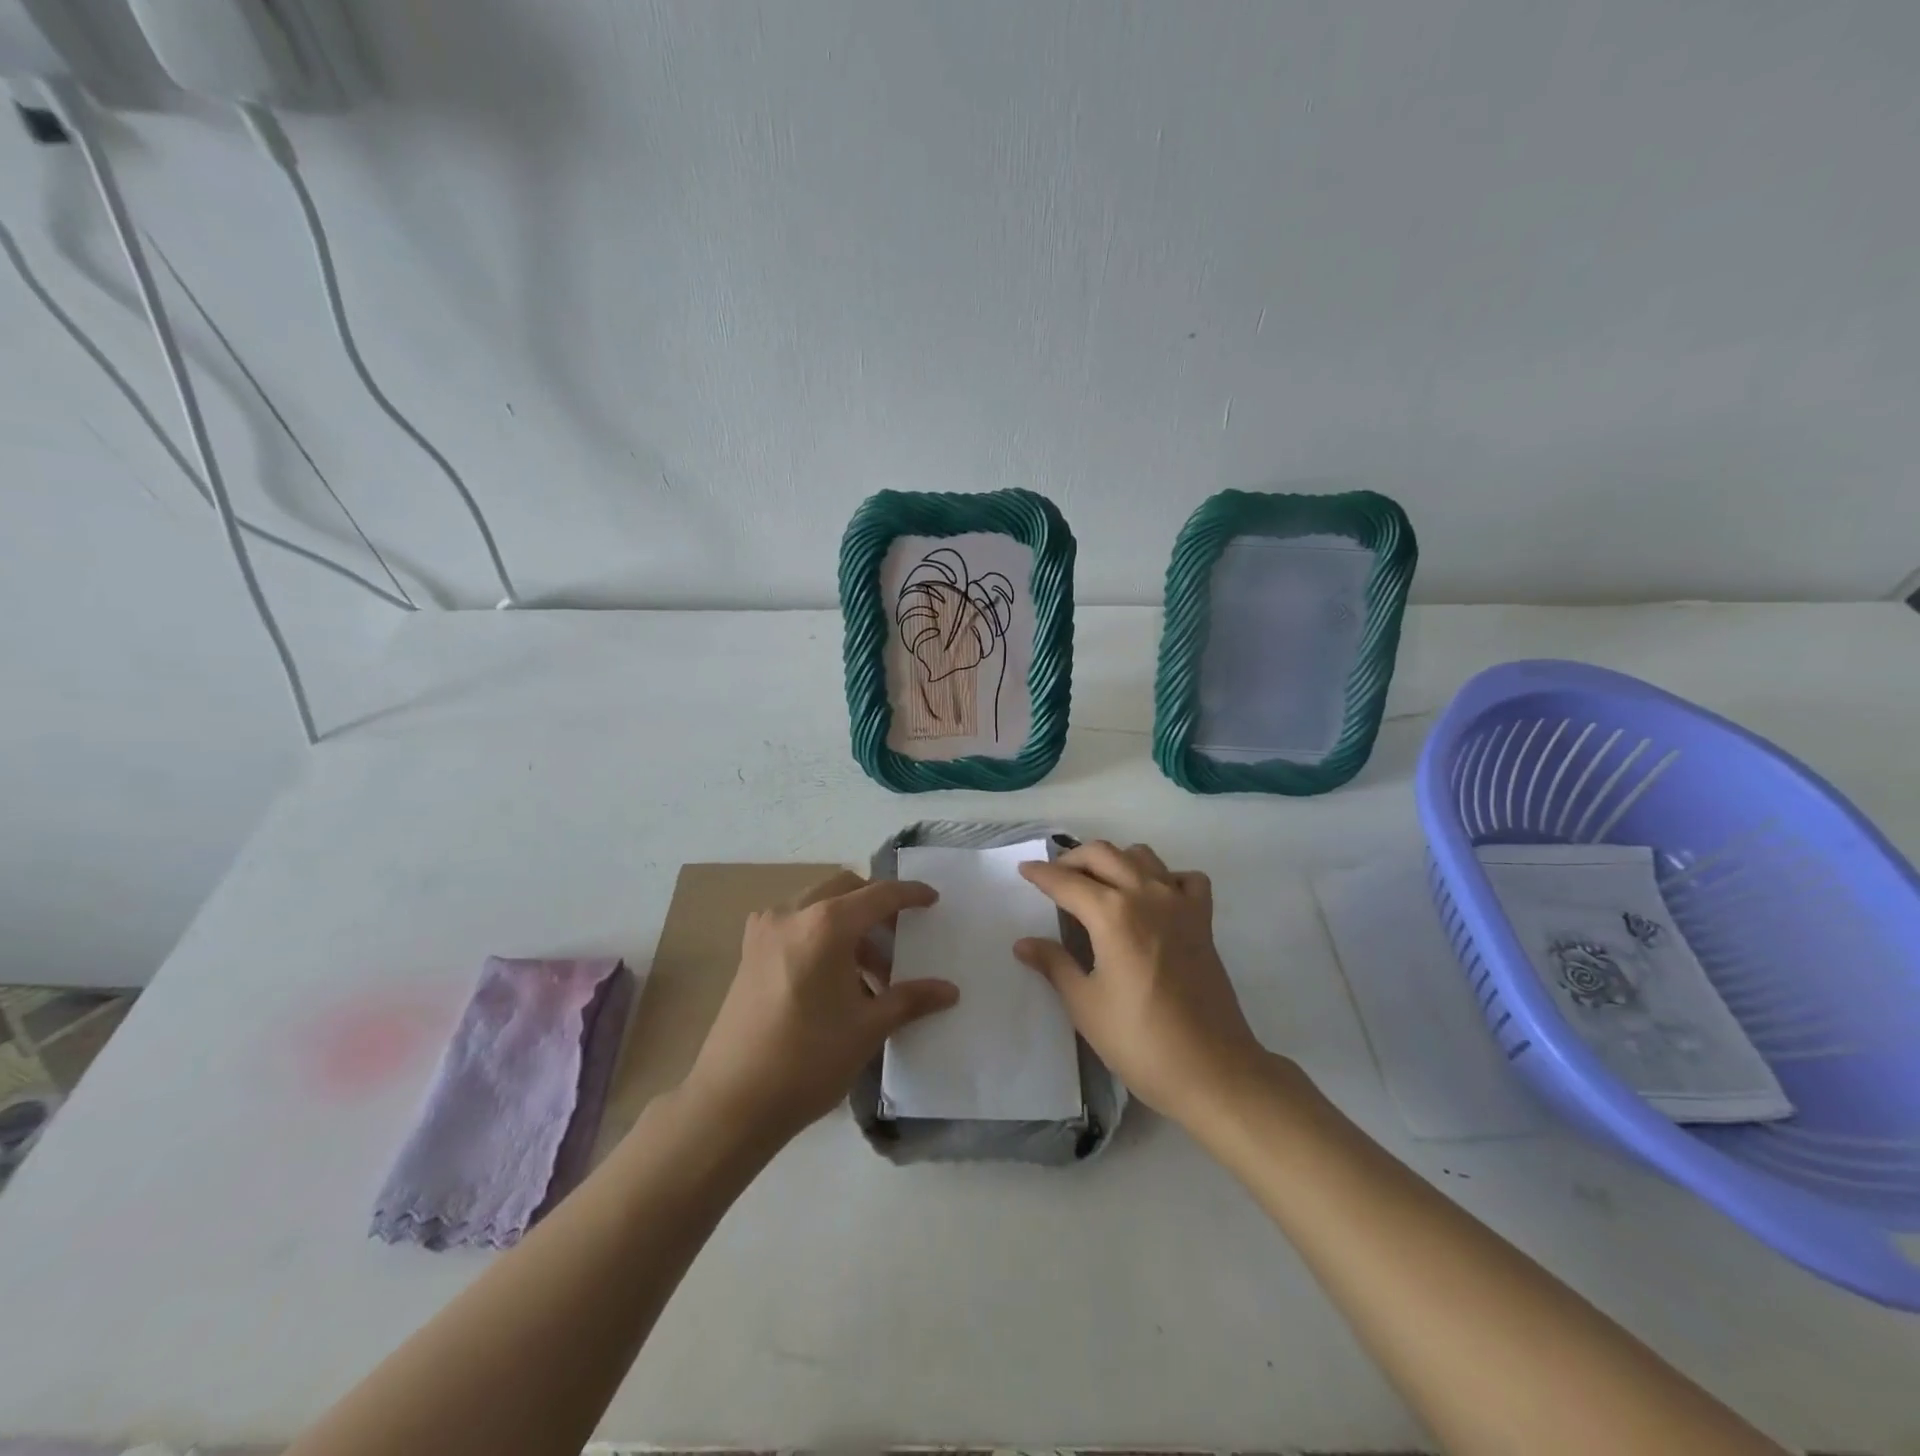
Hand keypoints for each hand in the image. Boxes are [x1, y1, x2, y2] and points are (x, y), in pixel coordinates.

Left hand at [682, 870, 959, 1145]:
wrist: (731, 1102)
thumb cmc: (807, 1061)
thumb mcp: (867, 1029)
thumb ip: (910, 999)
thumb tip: (950, 991)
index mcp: (825, 924)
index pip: (878, 895)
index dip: (909, 895)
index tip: (932, 900)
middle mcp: (792, 913)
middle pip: (845, 889)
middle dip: (876, 907)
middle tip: (899, 940)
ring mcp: (765, 930)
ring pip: (819, 905)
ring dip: (849, 924)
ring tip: (869, 973)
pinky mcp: (750, 950)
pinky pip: (796, 924)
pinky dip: (822, 935)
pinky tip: (833, 977)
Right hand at [1017, 841, 1268, 1127]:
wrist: (1212, 1070)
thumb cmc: (1140, 1040)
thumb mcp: (1085, 1005)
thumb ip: (1054, 964)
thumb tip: (1023, 943)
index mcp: (1112, 914)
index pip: (1066, 881)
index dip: (1041, 874)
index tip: (1024, 870)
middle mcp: (1146, 895)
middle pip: (1103, 854)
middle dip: (1073, 858)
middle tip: (1055, 877)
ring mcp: (1179, 904)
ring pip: (1142, 856)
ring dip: (1115, 860)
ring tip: (1098, 883)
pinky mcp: (1203, 920)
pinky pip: (1185, 879)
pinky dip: (1166, 877)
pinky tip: (1153, 899)